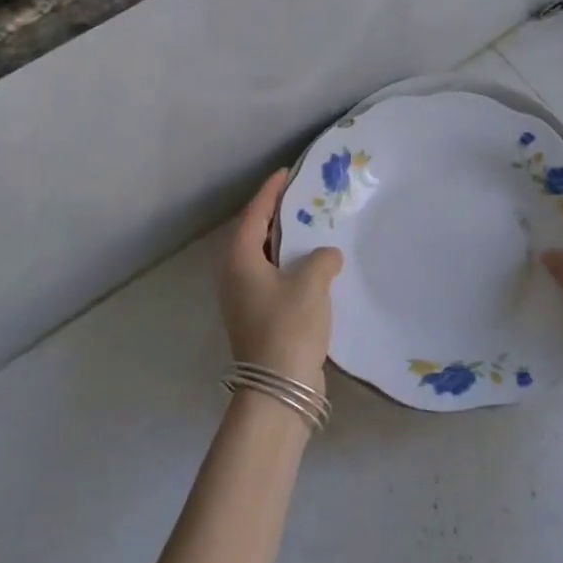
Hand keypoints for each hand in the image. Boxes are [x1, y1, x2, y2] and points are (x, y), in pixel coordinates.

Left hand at [217, 169, 343, 383]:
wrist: (279, 389)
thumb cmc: (289, 327)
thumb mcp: (311, 283)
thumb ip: (321, 258)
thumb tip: (327, 256)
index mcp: (240, 262)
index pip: (254, 216)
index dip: (269, 192)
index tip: (286, 172)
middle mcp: (236, 277)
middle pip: (256, 236)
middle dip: (277, 216)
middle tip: (302, 197)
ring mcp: (245, 300)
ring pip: (265, 260)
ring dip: (286, 243)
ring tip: (312, 228)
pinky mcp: (260, 318)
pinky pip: (275, 280)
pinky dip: (291, 267)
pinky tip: (315, 267)